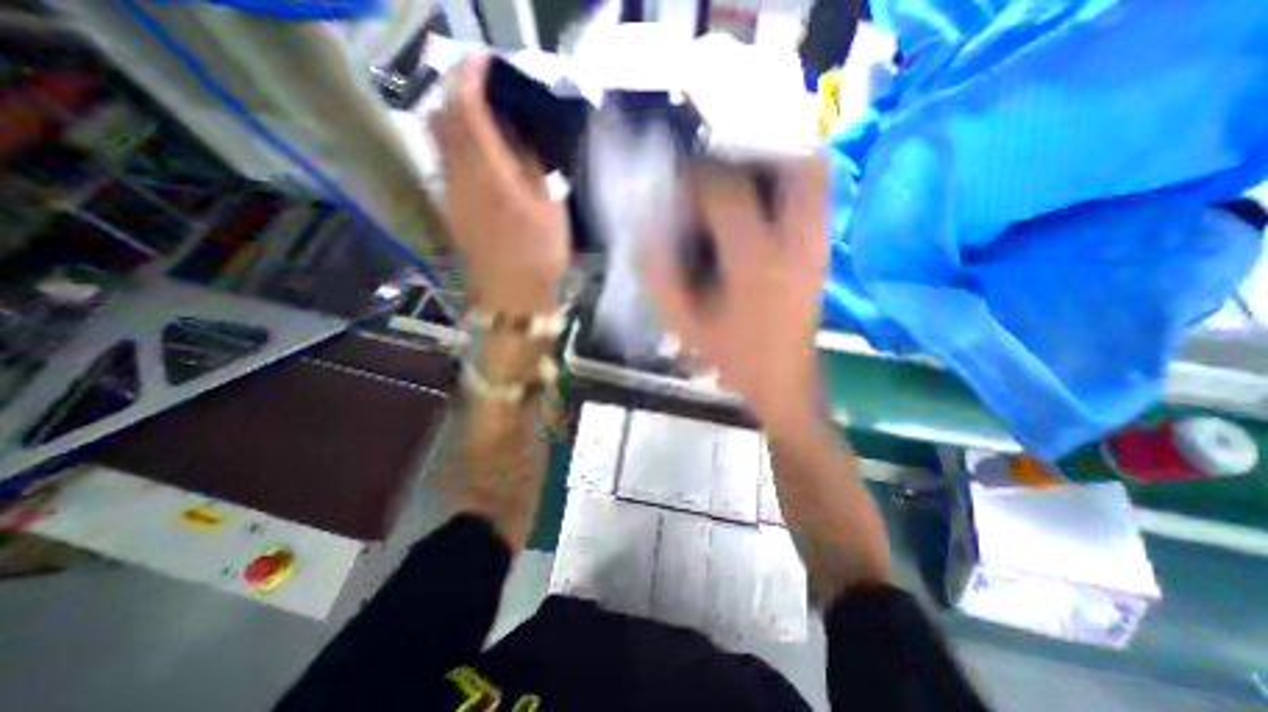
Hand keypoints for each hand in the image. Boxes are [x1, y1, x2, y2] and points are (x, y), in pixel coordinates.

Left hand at [429, 55, 565, 311]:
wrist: (512, 297)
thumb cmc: (539, 256)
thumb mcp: (549, 209)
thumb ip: (531, 167)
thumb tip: (518, 137)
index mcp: (489, 174)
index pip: (465, 107)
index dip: (469, 76)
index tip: (483, 60)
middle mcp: (459, 176)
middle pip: (441, 116)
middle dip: (457, 92)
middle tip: (485, 90)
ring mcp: (449, 193)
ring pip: (438, 139)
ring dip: (455, 119)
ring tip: (486, 121)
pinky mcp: (449, 208)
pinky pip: (445, 162)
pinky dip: (457, 145)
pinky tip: (482, 156)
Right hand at [646, 156, 832, 429]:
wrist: (784, 380)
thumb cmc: (733, 355)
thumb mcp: (683, 322)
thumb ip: (658, 275)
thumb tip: (642, 229)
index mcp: (754, 261)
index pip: (726, 190)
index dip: (697, 175)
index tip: (677, 183)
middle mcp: (795, 242)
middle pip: (790, 164)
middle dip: (747, 156)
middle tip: (715, 176)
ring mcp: (819, 243)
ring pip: (812, 172)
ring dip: (771, 166)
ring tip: (737, 188)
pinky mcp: (824, 249)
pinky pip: (817, 194)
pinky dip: (788, 185)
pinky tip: (758, 209)